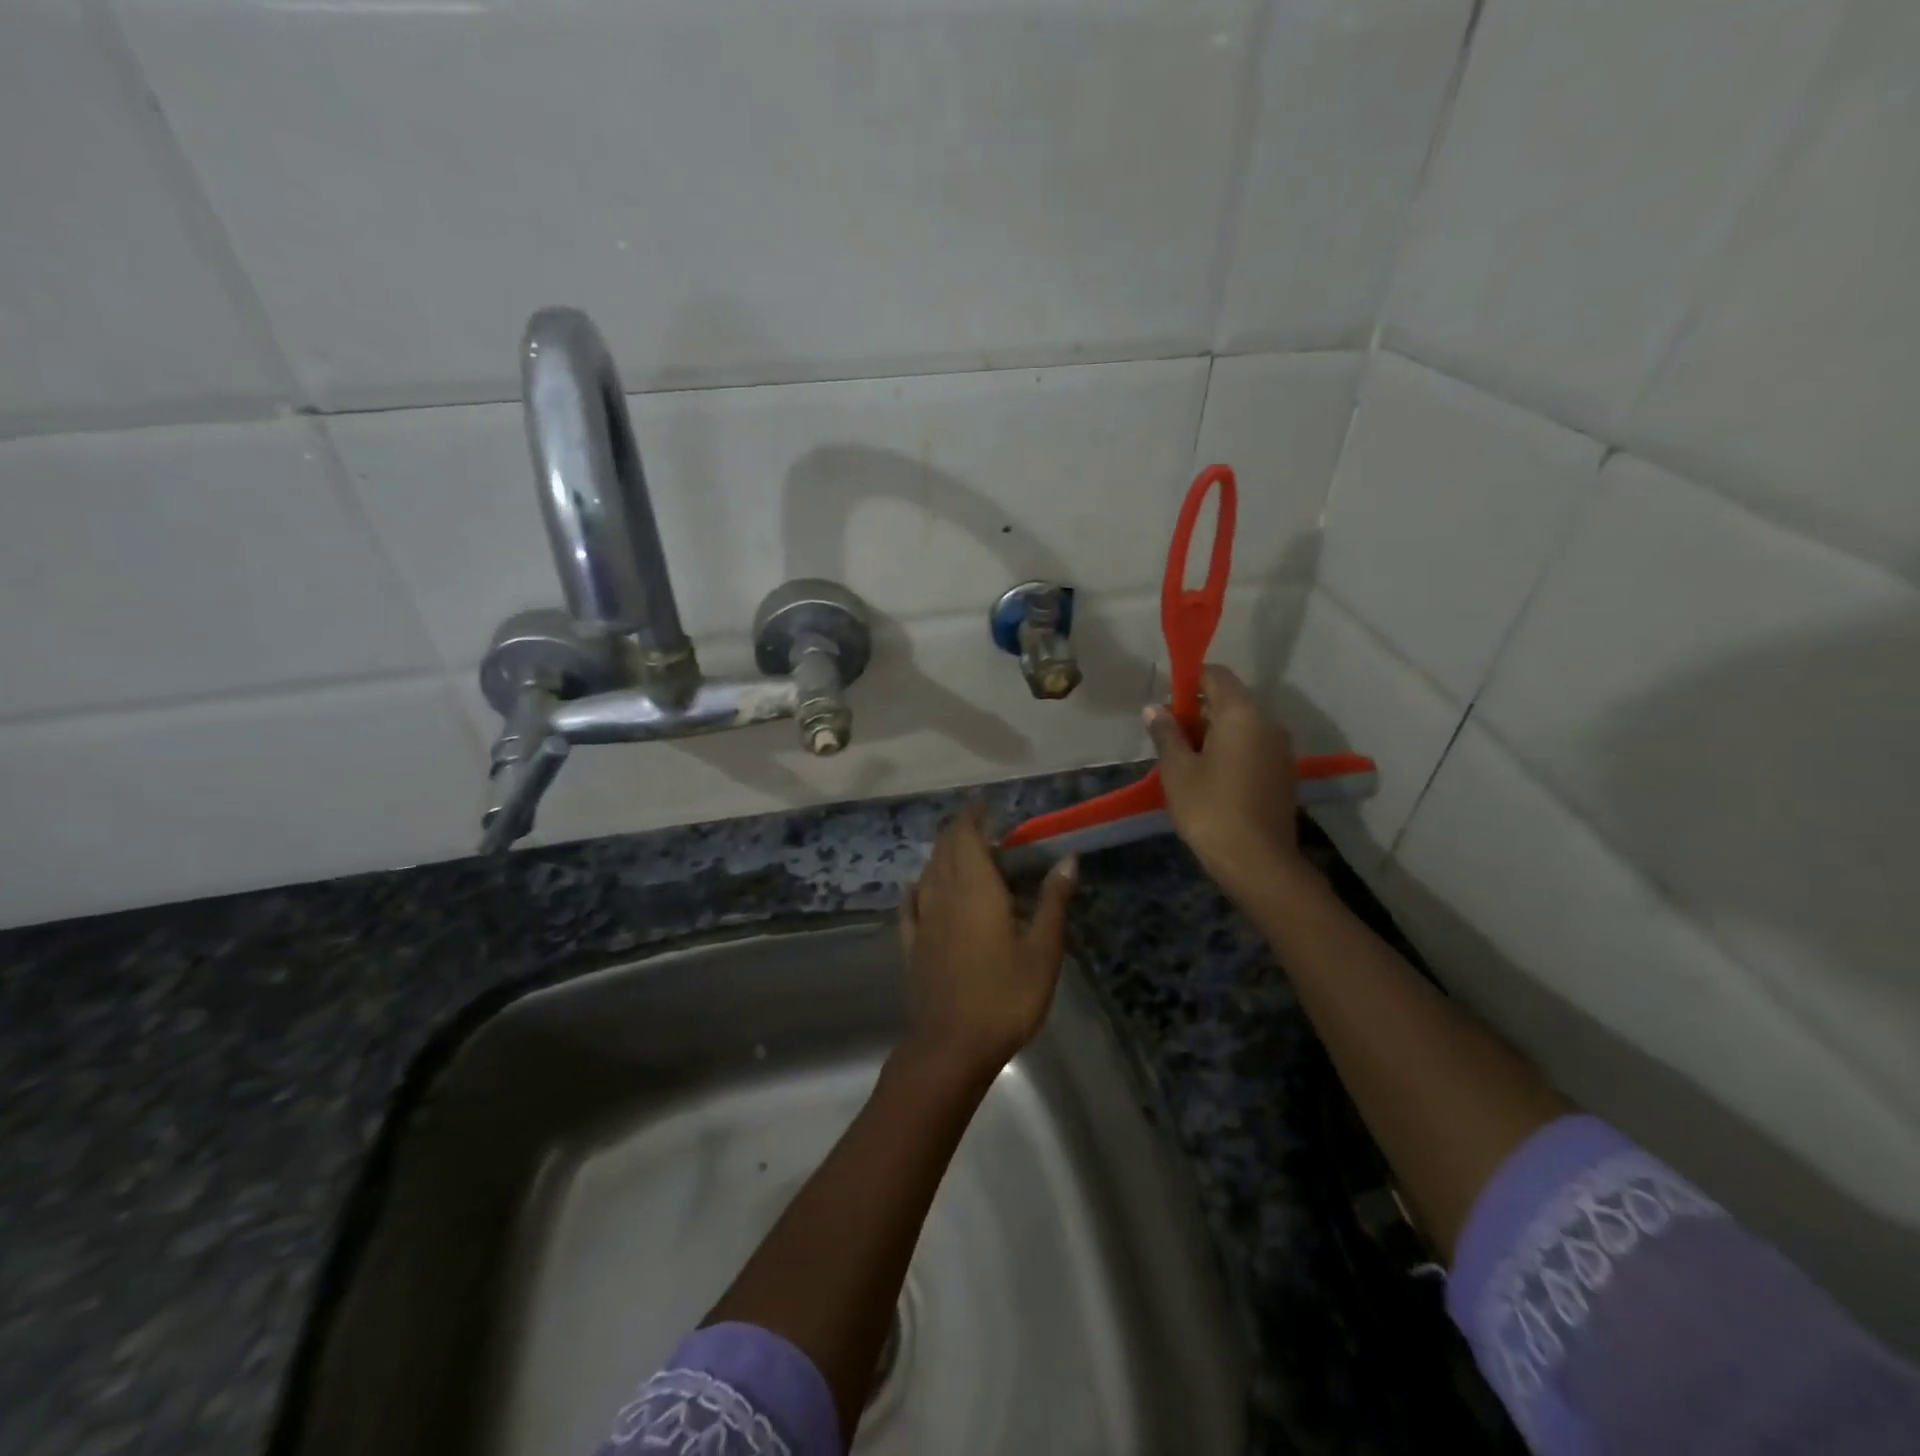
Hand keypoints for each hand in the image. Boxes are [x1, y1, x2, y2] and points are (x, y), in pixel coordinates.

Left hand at [898, 804, 1076, 1075]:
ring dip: (942, 855)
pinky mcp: (912, 945)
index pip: (967, 836)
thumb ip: (1052, 900)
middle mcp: (943, 894)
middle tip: (981, 826)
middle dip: (959, 830)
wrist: (951, 1046)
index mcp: (975, 888)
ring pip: (928, 873)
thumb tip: (1068, 857)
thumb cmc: (1005, 995)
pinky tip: (916, 887)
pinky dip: (917, 888)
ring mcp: (923, 920)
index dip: (973, 816)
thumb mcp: (1042, 950)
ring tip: (961, 853)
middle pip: (945, 849)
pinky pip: (911, 905)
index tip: (985, 804)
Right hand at [1144, 664, 1305, 900]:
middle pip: (1230, 701)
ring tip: (1184, 760)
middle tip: (1167, 736)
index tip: (1166, 703)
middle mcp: (1267, 724)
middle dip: (1197, 711)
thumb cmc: (1210, 809)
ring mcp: (1280, 751)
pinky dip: (1230, 752)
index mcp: (1241, 714)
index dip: (1188, 681)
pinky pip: (1252, 749)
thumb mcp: (1177, 770)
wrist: (1257, 862)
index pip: (1216, 675)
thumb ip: (1166, 733)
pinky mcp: (1283, 775)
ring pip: (1241, 727)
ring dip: (1213, 734)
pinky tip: (1208, 778)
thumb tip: (1156, 708)